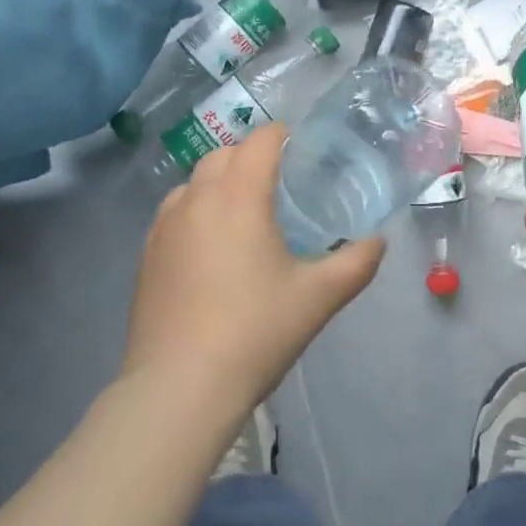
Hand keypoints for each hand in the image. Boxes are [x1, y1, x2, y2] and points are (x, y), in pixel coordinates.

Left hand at [123, 122, 384, 414]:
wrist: (178, 389)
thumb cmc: (255, 331)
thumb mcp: (319, 297)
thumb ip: (357, 262)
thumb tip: (379, 241)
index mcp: (240, 195)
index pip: (261, 140)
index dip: (283, 136)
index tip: (303, 151)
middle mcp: (198, 197)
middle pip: (225, 153)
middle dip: (252, 155)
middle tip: (280, 183)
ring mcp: (165, 225)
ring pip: (195, 180)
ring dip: (220, 180)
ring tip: (244, 212)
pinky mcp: (146, 254)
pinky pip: (174, 210)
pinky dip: (196, 208)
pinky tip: (211, 245)